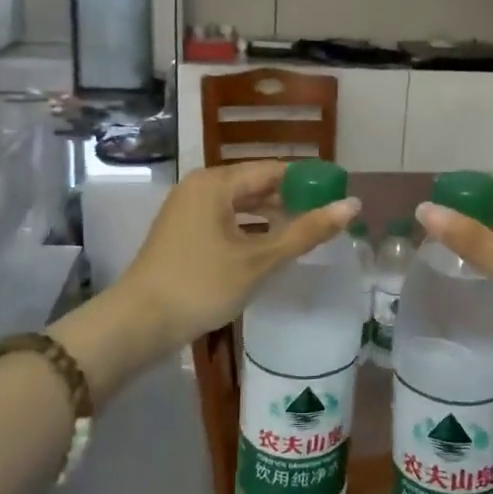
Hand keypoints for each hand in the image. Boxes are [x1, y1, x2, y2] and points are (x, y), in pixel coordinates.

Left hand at [117, 160, 360, 353]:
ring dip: (272, 218)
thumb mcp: (259, 259)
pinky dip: (250, 230)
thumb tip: (353, 205)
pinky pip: (226, 221)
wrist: (139, 323)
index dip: (309, 181)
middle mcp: (200, 187)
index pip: (274, 170)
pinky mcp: (183, 233)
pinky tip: (271, 248)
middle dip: (291, 201)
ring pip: (241, 205)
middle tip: (329, 218)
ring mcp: (188, 210)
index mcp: (216, 182)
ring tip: (307, 234)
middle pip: (256, 185)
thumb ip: (306, 231)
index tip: (339, 195)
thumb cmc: (202, 285)